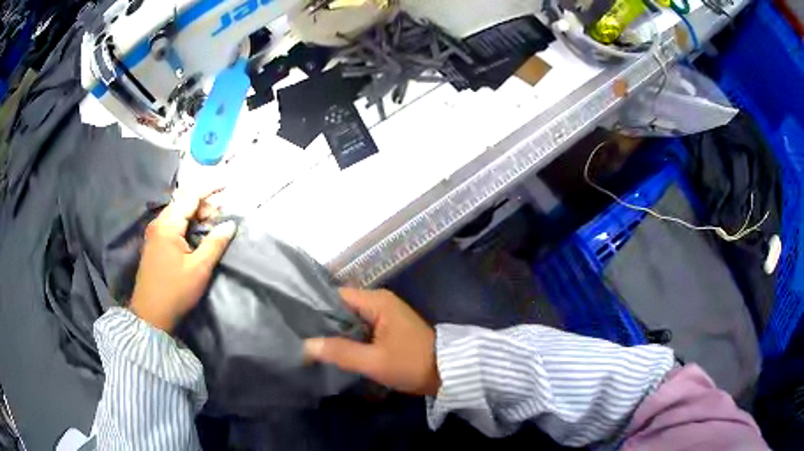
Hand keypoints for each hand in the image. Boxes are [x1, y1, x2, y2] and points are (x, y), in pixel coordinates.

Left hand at [129, 190, 236, 332]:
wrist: (150, 315)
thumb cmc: (175, 291)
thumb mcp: (199, 269)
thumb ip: (215, 243)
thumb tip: (230, 225)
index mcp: (168, 225)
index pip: (190, 196)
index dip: (209, 188)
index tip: (227, 185)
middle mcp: (158, 223)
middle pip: (183, 202)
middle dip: (204, 203)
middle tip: (221, 216)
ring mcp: (154, 233)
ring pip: (178, 213)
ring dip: (196, 214)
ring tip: (212, 226)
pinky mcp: (154, 243)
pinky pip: (172, 224)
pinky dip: (187, 223)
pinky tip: (196, 235)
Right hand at [304, 288, 440, 395]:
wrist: (446, 373)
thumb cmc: (411, 364)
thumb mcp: (374, 361)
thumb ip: (339, 352)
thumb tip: (305, 345)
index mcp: (377, 301)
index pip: (336, 296)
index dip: (315, 308)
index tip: (296, 322)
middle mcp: (379, 301)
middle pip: (342, 306)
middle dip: (322, 322)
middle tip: (299, 335)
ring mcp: (385, 314)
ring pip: (350, 319)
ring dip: (334, 331)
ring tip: (309, 342)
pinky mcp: (388, 327)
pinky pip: (361, 327)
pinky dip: (348, 336)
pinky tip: (333, 348)